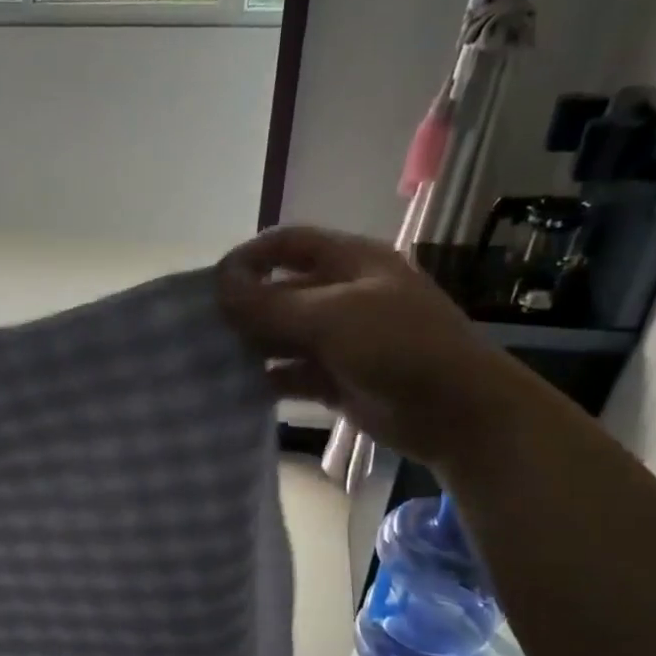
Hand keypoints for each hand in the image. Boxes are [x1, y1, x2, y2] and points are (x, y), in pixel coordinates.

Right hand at [217, 226, 535, 471]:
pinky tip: (239, 390)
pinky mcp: (336, 380)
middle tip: (201, 330)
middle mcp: (341, 296)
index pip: (288, 244)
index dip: (249, 258)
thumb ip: (272, 305)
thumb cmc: (400, 346)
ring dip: (251, 346)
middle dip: (243, 307)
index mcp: (349, 262)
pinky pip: (292, 374)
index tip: (211, 286)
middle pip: (280, 291)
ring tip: (211, 362)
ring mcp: (339, 340)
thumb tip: (218, 289)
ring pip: (283, 336)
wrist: (455, 411)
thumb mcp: (333, 317)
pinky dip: (268, 380)